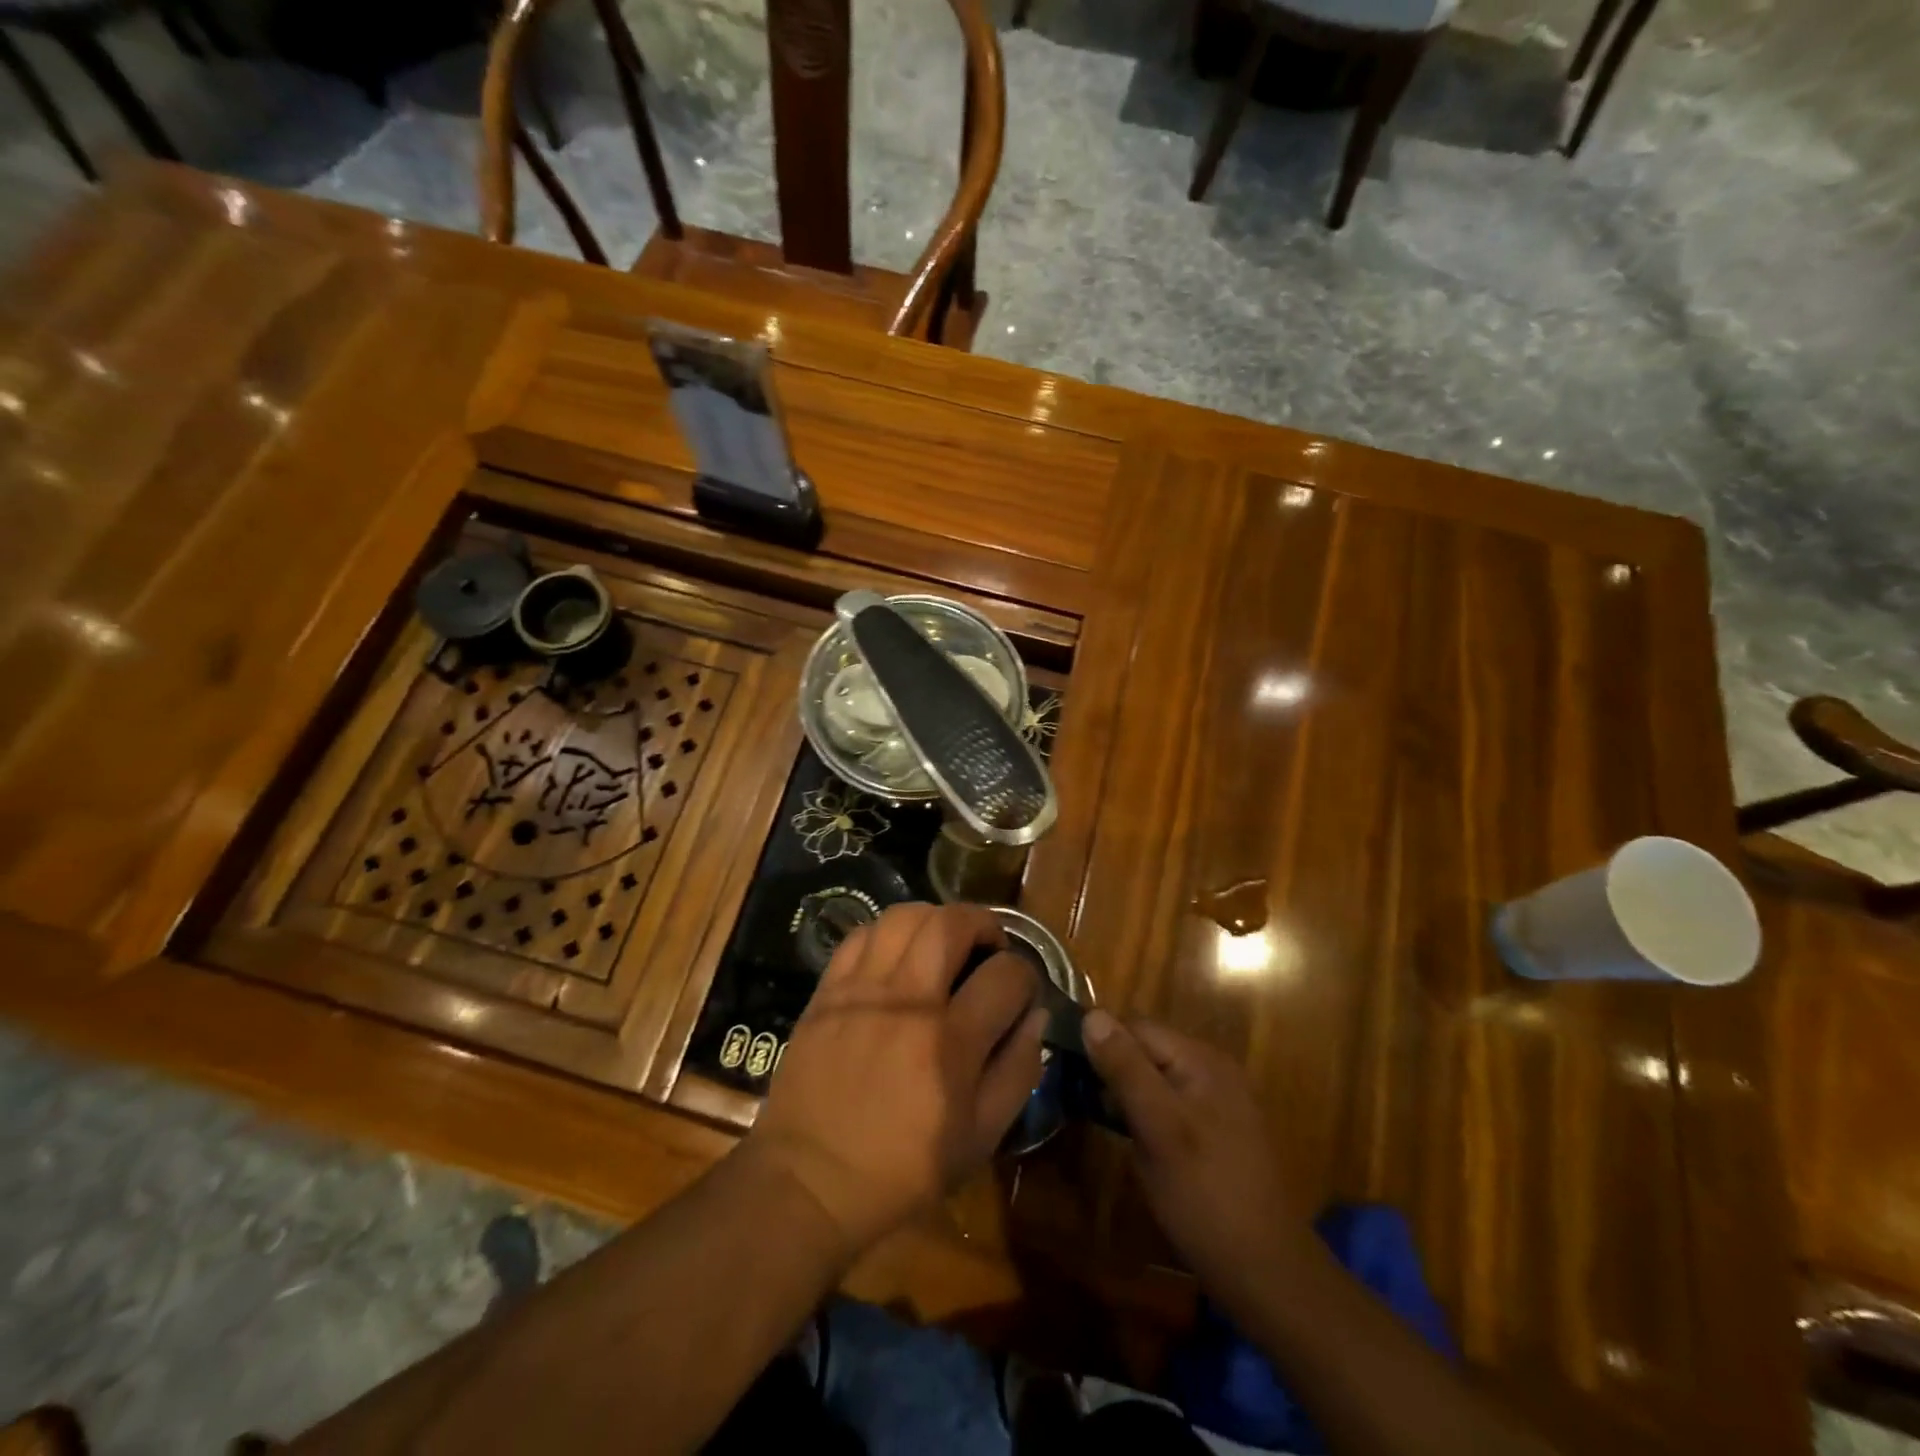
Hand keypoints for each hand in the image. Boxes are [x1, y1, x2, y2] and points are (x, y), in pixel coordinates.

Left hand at [748, 902, 1046, 1254]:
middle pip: (952, 923)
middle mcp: (908, 1000)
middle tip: (988, 946)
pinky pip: (861, 935)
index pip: (1007, 974)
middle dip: (983, 922)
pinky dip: (887, 933)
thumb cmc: (904, 1169)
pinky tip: (896, 955)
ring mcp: (862, 989)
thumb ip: (1017, 1071)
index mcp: (952, 1041)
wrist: (810, 1180)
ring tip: (943, 943)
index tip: (1021, 991)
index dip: (1026, 975)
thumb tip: (1036, 1015)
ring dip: (935, 919)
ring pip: (904, 916)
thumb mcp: (980, 1137)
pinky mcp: (827, 990)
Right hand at [1083, 1012, 1315, 1308]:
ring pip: (1155, 1078)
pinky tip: (1132, 1139)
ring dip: (1126, 1092)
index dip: (1101, 1042)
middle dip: (1112, 1068)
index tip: (1067, 1067)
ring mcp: (1217, 1102)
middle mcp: (1212, 1070)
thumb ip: (1125, 1068)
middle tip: (1079, 1097)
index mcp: (1202, 1060)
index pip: (1137, 1027)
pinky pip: (1169, 1104)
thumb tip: (1091, 1014)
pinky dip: (1145, 1113)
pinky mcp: (1215, 1132)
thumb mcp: (1158, 1127)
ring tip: (1098, 1117)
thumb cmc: (1205, 1195)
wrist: (1266, 1274)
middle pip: (1147, 1050)